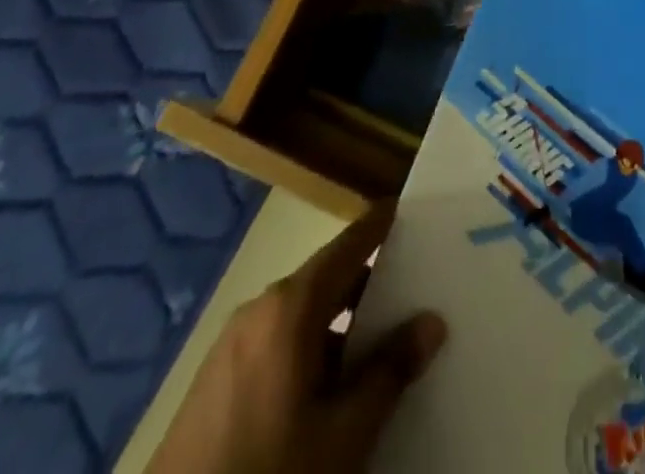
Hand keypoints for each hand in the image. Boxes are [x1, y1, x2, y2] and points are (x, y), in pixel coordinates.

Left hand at [152, 204, 446, 473]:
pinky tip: (331, 392)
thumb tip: (431, 321)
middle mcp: (258, 310)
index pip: (349, 244)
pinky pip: (275, 347)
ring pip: (301, 317)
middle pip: (326, 279)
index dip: (382, 225)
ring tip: (380, 349)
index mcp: (290, 306)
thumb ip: (390, 371)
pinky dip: (310, 353)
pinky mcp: (213, 386)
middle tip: (415, 290)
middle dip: (370, 284)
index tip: (414, 210)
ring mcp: (230, 348)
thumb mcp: (344, 434)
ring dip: (340, 327)